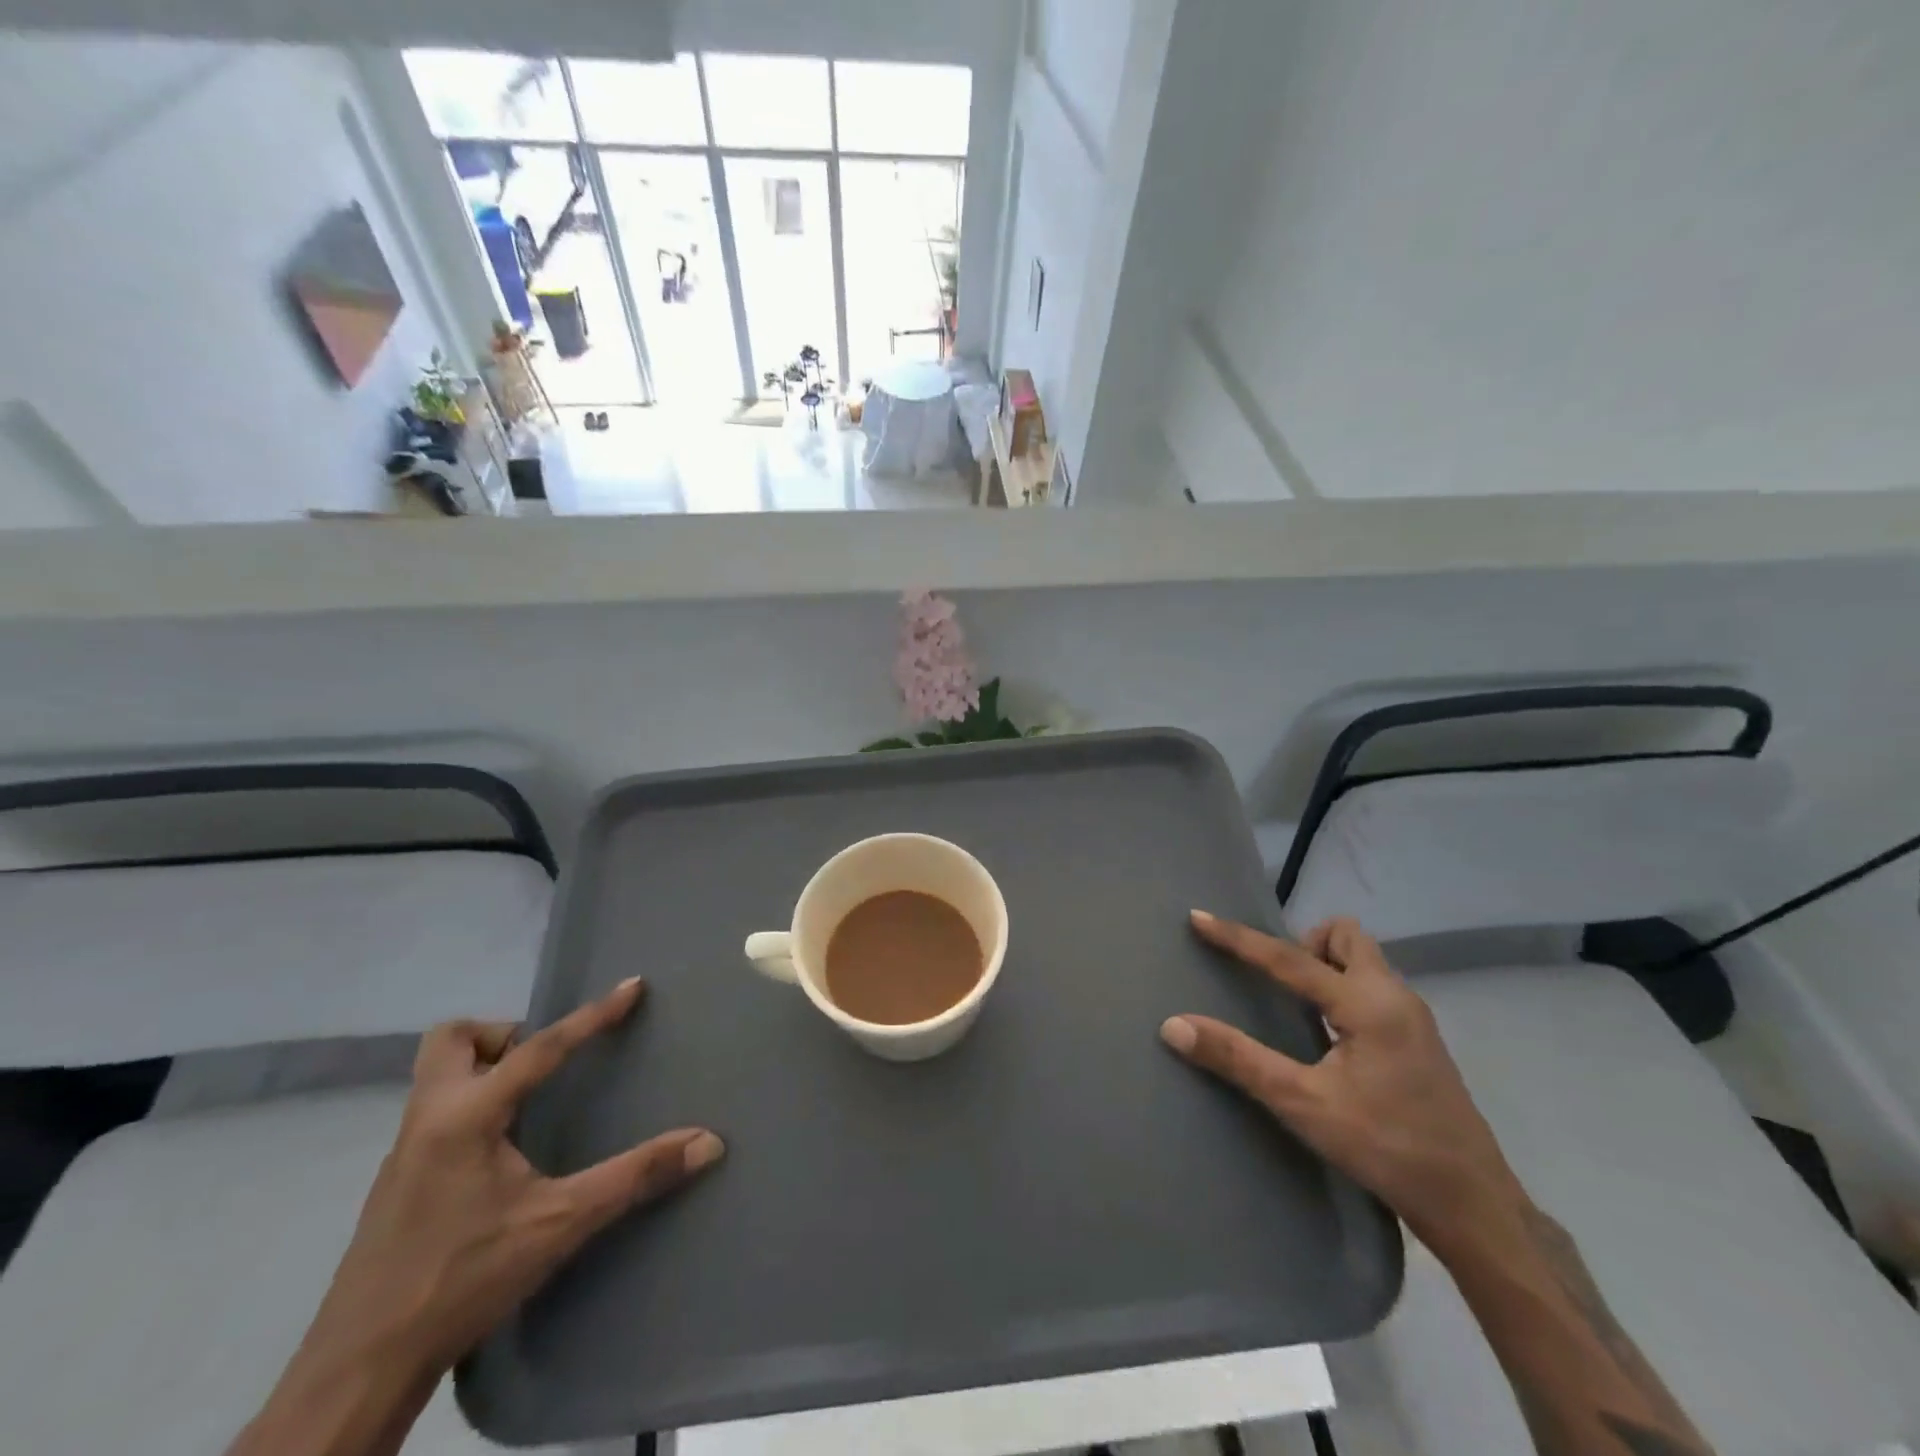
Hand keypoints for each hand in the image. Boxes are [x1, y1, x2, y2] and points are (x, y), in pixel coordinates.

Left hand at [229, 979, 721, 1455]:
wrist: (357, 1371)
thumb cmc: (462, 1281)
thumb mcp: (560, 1225)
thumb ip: (634, 1176)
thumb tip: (707, 1142)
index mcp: (466, 1116)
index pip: (540, 1047)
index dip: (592, 1015)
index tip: (632, 986)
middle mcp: (428, 1119)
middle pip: (452, 1039)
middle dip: (502, 1035)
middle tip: (544, 1066)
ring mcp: (403, 1151)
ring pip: (436, 1075)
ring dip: (484, 1068)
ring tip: (529, 1103)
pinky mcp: (395, 1183)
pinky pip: (435, 1111)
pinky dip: (472, 1105)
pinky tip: (500, 1152)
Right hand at [1161, 912, 1521, 1253]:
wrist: (1474, 1205)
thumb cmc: (1386, 1149)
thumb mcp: (1304, 1105)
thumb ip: (1238, 1059)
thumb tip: (1174, 1025)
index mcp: (1367, 1004)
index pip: (1289, 957)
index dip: (1238, 937)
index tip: (1199, 918)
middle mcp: (1394, 996)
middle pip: (1345, 936)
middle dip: (1304, 943)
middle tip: (1275, 981)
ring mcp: (1413, 1017)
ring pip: (1362, 960)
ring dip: (1324, 965)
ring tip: (1294, 1004)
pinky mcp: (1419, 1039)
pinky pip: (1372, 986)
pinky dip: (1341, 988)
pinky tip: (1327, 1033)